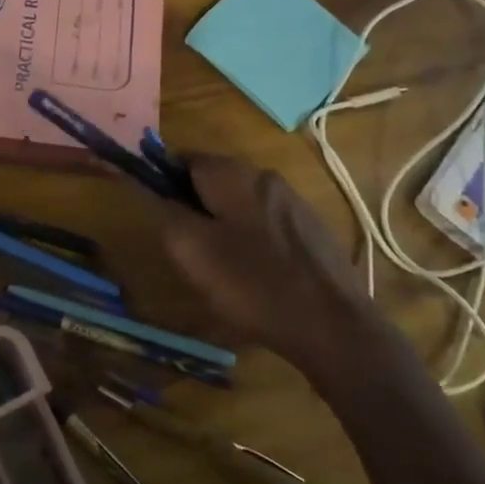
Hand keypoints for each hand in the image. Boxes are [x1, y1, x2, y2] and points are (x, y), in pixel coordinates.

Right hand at [149, 154, 388, 384]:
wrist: (333, 324)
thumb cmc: (252, 284)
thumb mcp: (191, 250)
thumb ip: (165, 212)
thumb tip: (152, 189)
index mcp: (233, 174)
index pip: (183, 159)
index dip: (163, 182)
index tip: (160, 216)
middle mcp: (264, 176)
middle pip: (213, 179)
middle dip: (194, 206)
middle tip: (187, 248)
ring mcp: (293, 201)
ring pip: (240, 202)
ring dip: (223, 223)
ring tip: (219, 266)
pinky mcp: (311, 228)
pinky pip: (266, 222)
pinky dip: (251, 238)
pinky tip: (254, 273)